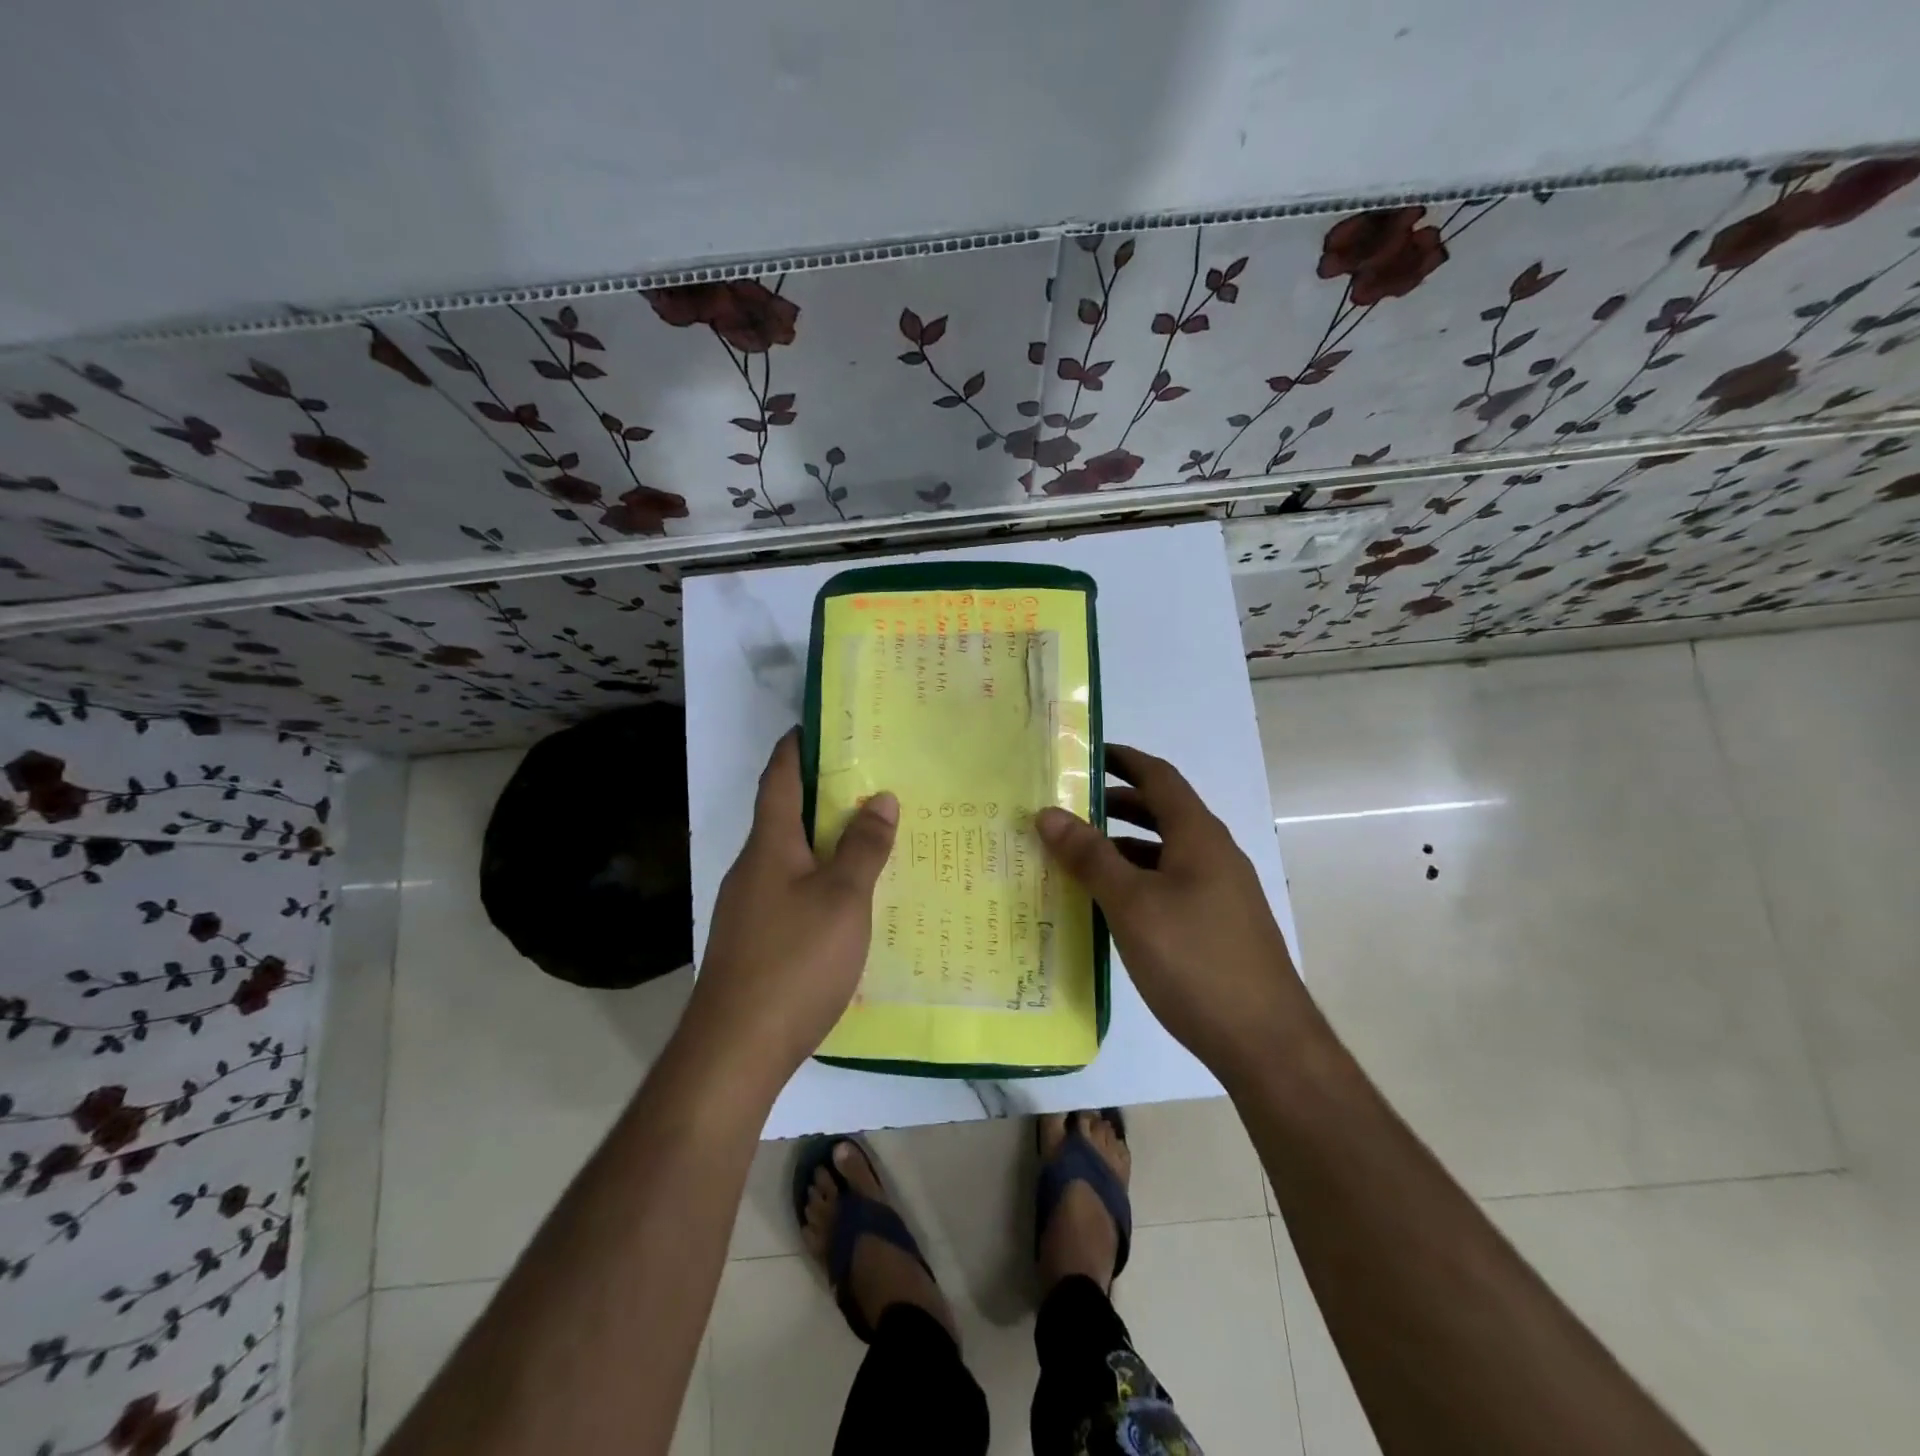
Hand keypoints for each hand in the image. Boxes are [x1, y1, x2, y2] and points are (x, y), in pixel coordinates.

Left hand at [688, 730, 898, 1080]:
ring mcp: (747, 908)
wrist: (734, 1050)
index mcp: (769, 846)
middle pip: (784, 817)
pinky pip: (790, 893)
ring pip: (789, 858)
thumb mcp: (843, 899)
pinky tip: (847, 901)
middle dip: (822, 795)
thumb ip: (863, 848)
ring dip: (823, 841)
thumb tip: (881, 797)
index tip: (821, 725)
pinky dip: (818, 881)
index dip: (796, 747)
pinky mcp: (753, 943)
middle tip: (870, 782)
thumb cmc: (794, 961)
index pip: (779, 779)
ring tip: (868, 837)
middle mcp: (752, 869)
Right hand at [1036, 745, 1309, 1072]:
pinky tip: (1109, 906)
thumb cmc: (1195, 960)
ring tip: (1076, 856)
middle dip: (1115, 804)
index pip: (1159, 777)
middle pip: (1162, 812)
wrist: (1266, 1043)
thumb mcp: (1132, 904)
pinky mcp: (1218, 926)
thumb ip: (1090, 857)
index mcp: (1199, 836)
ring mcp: (1220, 892)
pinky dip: (1137, 881)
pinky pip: (1170, 885)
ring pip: (1164, 852)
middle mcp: (1214, 854)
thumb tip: (1048, 813)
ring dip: (1123, 847)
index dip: (1123, 759)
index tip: (1083, 754)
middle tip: (1067, 808)